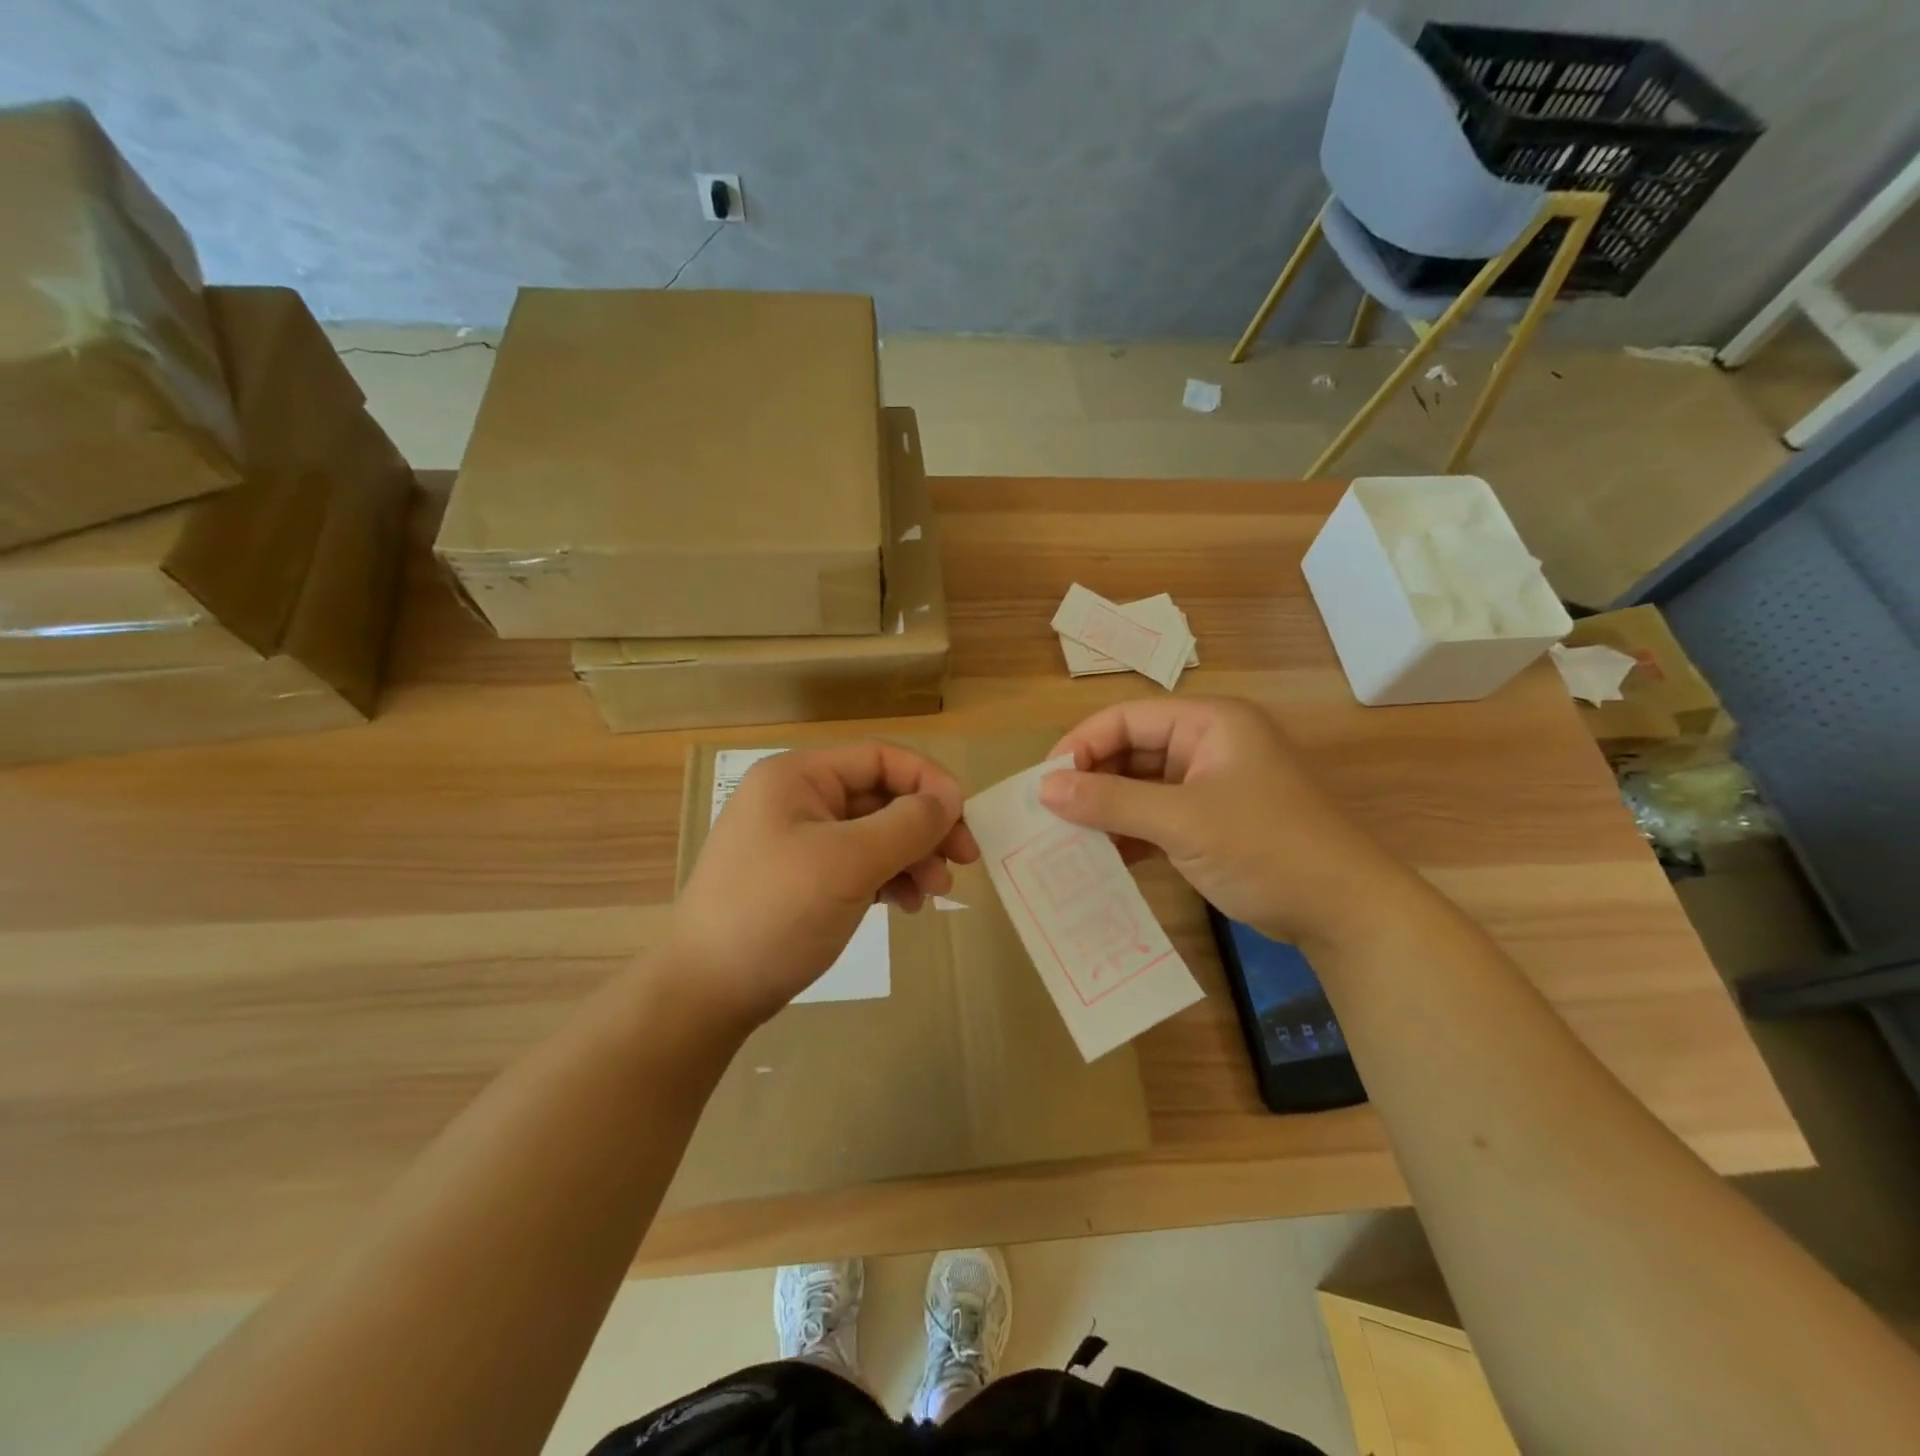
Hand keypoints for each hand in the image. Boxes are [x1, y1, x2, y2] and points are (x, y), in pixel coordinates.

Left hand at [669, 742, 980, 1026]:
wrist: (706, 992)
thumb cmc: (775, 913)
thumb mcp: (848, 863)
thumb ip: (907, 824)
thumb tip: (950, 798)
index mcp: (799, 777)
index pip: (880, 758)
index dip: (928, 781)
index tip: (964, 819)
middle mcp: (798, 799)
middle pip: (881, 797)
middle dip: (924, 827)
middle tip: (963, 862)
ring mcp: (798, 841)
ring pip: (874, 833)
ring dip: (912, 857)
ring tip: (936, 894)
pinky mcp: (802, 878)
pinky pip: (858, 864)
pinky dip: (888, 879)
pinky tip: (907, 906)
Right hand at [1039, 697, 1414, 945]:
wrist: (1344, 912)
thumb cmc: (1265, 848)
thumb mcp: (1182, 822)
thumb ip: (1111, 802)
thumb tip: (1044, 789)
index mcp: (1209, 723)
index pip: (1127, 718)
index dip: (1082, 745)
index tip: (1044, 783)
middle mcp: (1208, 744)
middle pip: (1132, 750)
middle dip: (1091, 781)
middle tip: (1049, 815)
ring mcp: (1210, 785)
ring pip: (1140, 786)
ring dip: (1107, 810)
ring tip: (1066, 838)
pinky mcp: (1211, 822)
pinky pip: (1156, 816)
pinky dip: (1130, 833)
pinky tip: (1102, 858)